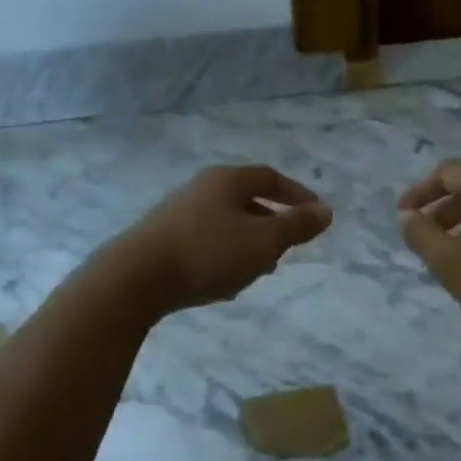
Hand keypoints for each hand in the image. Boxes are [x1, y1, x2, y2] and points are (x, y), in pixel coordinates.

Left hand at [107, 164, 332, 314]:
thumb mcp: (263, 241)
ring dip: (247, 244)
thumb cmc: (208, 253)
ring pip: (225, 224)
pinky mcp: (160, 239)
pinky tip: (223, 283)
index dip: (295, 194)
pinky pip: (204, 243)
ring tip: (259, 270)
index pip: (269, 177)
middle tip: (288, 246)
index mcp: (226, 180)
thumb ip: (297, 226)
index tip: (315, 212)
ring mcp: (176, 213)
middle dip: (270, 223)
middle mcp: (200, 189)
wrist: (134, 278)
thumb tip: (326, 210)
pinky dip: (223, 256)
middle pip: (245, 200)